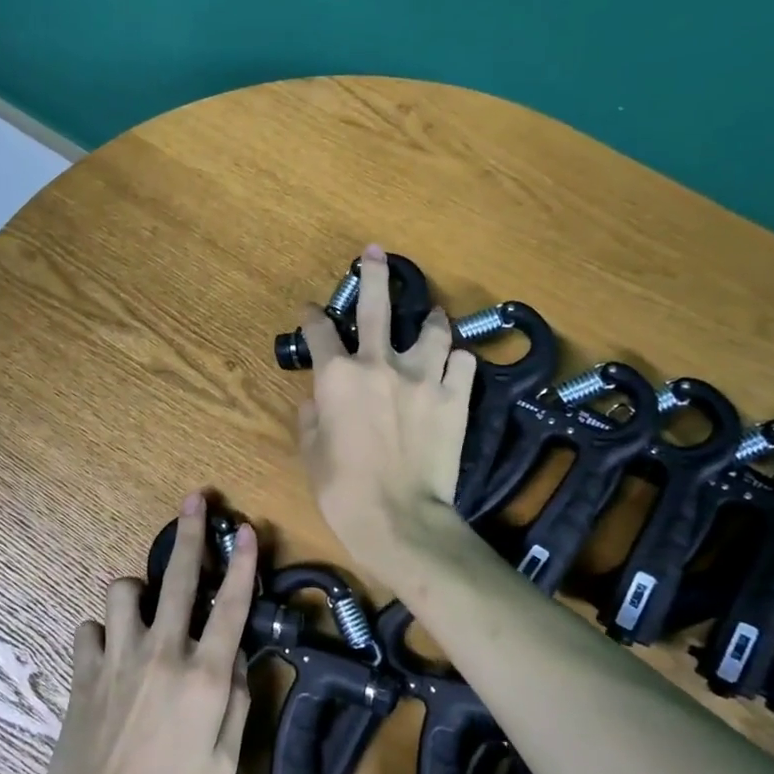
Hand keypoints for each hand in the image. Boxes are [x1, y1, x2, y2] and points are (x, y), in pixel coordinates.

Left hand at [37, 492, 254, 773]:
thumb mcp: (223, 764)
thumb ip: (236, 703)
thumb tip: (237, 658)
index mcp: (204, 677)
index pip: (232, 607)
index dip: (243, 564)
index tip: (246, 529)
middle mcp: (162, 653)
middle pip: (180, 578)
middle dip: (191, 533)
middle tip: (196, 499)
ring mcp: (118, 657)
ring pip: (123, 590)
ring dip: (136, 591)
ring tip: (142, 606)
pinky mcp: (83, 671)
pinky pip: (89, 628)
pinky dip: (101, 633)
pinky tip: (107, 653)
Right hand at [296, 243, 476, 573]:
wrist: (399, 519)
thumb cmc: (342, 489)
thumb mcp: (311, 452)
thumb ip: (311, 417)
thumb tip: (316, 401)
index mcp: (337, 376)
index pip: (318, 331)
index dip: (311, 318)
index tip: (310, 313)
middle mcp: (379, 364)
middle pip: (376, 305)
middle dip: (374, 274)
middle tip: (376, 254)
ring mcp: (423, 377)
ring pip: (432, 329)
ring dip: (429, 319)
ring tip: (431, 317)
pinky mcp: (456, 398)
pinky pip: (463, 364)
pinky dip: (456, 361)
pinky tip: (453, 365)